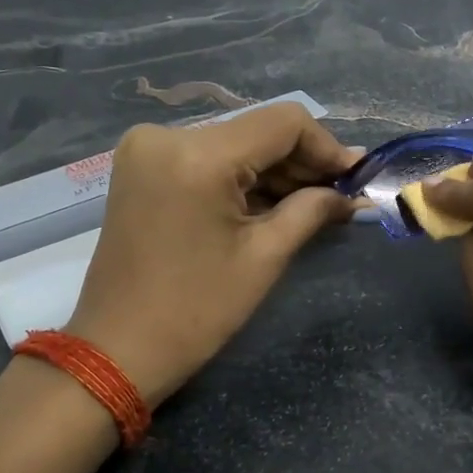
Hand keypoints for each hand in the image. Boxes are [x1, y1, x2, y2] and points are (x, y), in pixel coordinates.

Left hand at [66, 103, 358, 403]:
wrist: (117, 349)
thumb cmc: (196, 311)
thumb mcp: (264, 257)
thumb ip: (313, 210)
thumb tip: (353, 193)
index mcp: (198, 155)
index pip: (283, 123)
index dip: (327, 147)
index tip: (355, 179)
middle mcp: (166, 135)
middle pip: (257, 130)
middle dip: (302, 162)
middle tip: (340, 196)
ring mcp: (147, 149)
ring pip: (233, 143)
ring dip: (273, 171)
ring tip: (313, 204)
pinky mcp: (141, 166)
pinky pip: (207, 157)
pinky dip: (241, 177)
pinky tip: (271, 203)